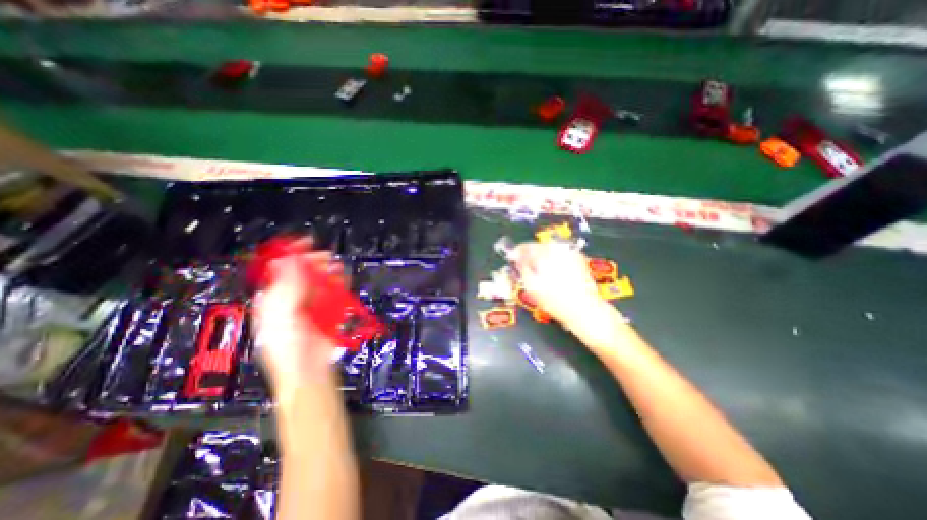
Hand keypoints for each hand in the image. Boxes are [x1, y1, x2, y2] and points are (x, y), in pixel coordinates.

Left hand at [253, 246, 345, 391]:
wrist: (309, 370)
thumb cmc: (288, 348)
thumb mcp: (281, 315)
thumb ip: (287, 287)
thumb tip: (290, 261)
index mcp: (273, 300)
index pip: (279, 270)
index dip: (291, 254)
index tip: (305, 242)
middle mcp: (291, 300)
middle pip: (302, 273)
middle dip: (314, 262)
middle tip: (326, 257)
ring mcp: (311, 305)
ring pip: (320, 281)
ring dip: (328, 271)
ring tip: (336, 267)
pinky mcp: (327, 310)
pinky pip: (334, 292)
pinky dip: (339, 283)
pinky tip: (342, 278)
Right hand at [510, 243, 604, 329]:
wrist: (584, 309)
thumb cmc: (554, 299)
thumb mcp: (531, 285)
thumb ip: (521, 268)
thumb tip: (516, 257)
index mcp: (545, 252)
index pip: (525, 246)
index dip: (516, 254)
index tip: (512, 261)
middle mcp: (558, 248)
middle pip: (538, 247)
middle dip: (530, 256)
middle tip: (525, 270)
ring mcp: (570, 252)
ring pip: (549, 251)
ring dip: (541, 259)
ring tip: (538, 274)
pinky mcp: (578, 259)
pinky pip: (560, 256)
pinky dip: (553, 262)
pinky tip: (552, 275)